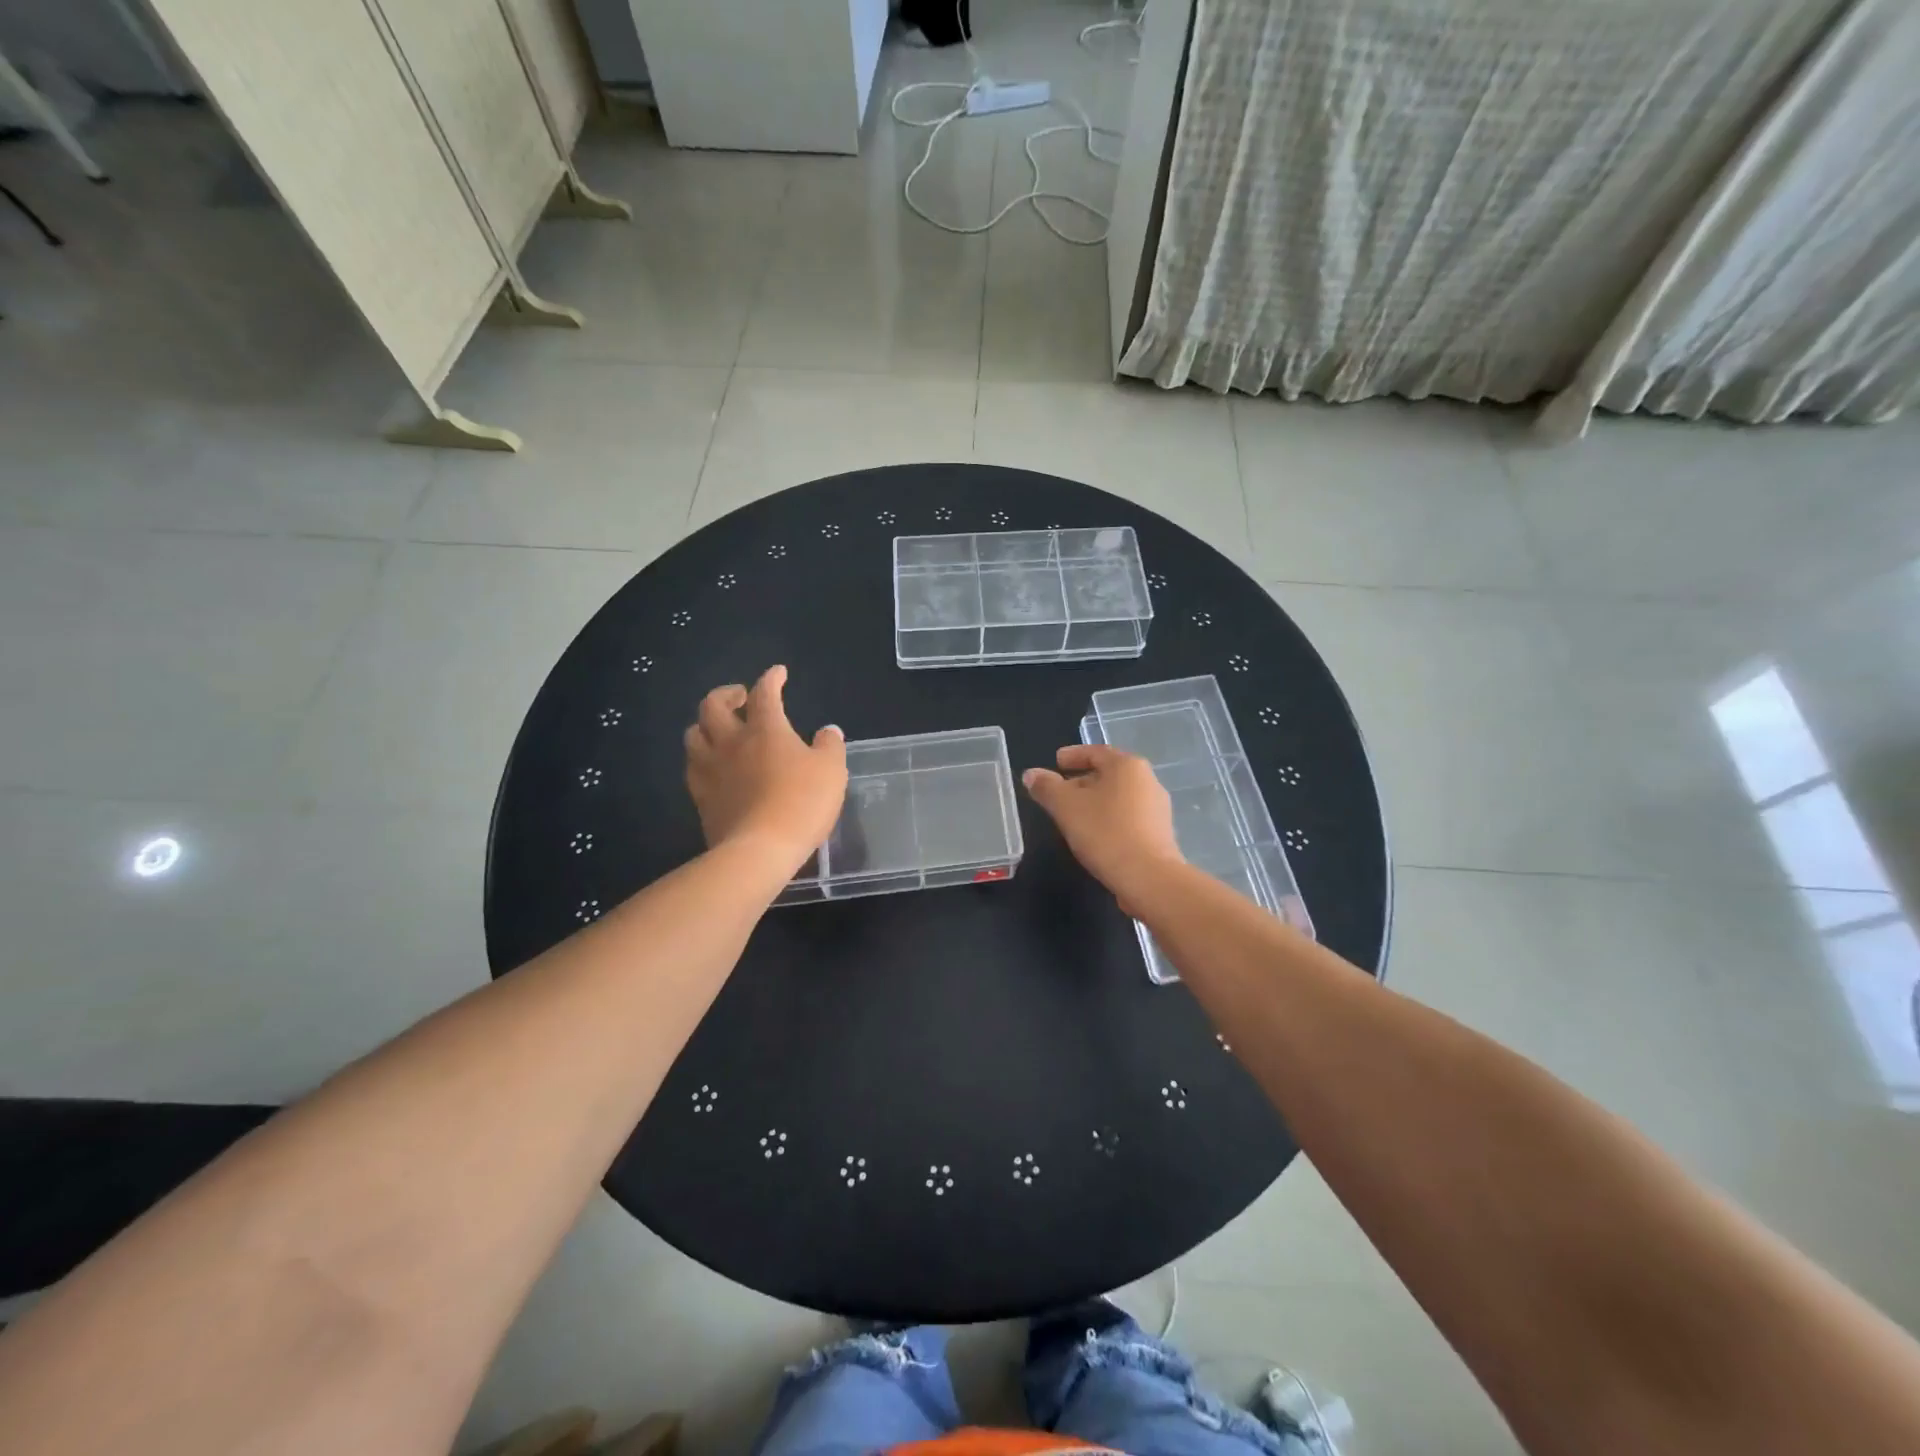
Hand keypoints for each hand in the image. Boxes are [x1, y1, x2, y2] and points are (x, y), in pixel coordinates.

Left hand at [684, 665, 846, 872]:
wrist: (760, 849)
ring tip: (720, 729)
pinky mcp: (701, 798)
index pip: (764, 693)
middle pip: (713, 705)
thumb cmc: (802, 802)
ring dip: (706, 725)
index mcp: (765, 729)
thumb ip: (830, 746)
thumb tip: (827, 731)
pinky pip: (693, 767)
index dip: (771, 679)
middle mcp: (731, 742)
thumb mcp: (831, 771)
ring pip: (694, 734)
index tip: (778, 674)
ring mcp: (710, 770)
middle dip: (726, 694)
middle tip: (740, 697)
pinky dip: (702, 758)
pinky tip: (713, 766)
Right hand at [1023, 744, 1183, 914]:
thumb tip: (1031, 774)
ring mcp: (1157, 807)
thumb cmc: (1105, 833)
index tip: (1056, 762)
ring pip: (1118, 796)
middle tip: (1059, 792)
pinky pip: (1128, 816)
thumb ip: (1046, 787)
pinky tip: (1095, 835)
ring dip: (1095, 801)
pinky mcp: (1160, 833)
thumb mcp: (1066, 807)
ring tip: (1073, 816)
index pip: (1096, 752)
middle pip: (1109, 773)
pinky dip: (1109, 818)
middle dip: (1082, 781)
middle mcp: (1147, 780)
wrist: (1149, 877)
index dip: (1073, 755)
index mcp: (1127, 766)